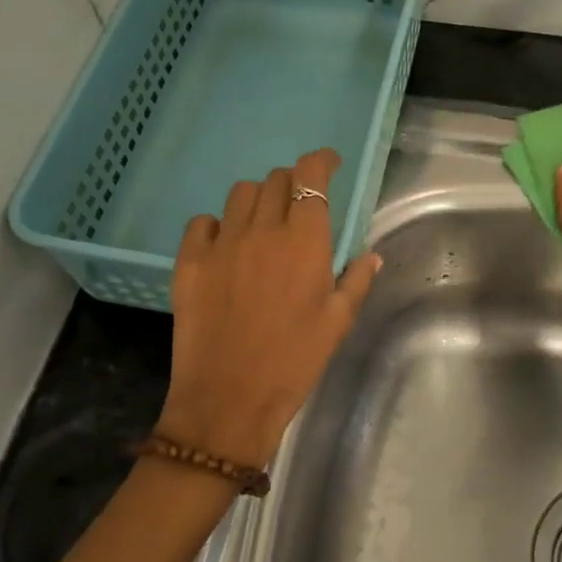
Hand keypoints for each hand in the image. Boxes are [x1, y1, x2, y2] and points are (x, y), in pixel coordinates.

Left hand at [158, 148, 381, 470]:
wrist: (229, 400)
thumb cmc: (294, 362)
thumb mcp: (337, 324)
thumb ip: (357, 281)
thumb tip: (372, 255)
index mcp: (304, 241)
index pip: (310, 176)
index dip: (320, 161)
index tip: (329, 165)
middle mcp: (262, 230)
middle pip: (276, 179)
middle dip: (292, 184)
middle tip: (298, 207)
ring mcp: (222, 244)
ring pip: (240, 194)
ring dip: (258, 200)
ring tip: (263, 226)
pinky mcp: (189, 262)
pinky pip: (203, 223)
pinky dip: (218, 225)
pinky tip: (226, 247)